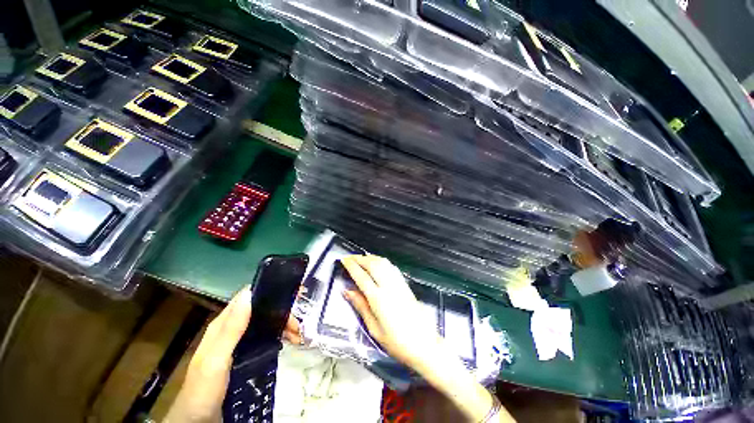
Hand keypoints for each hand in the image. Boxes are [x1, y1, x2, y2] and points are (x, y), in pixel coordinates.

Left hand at [164, 286, 302, 421]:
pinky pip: (267, 338)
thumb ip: (231, 329)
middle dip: (282, 313)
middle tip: (298, 323)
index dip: (268, 291)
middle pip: (262, 310)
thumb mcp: (216, 359)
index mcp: (224, 323)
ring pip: (266, 324)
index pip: (248, 297)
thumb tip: (249, 295)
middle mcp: (233, 328)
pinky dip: (280, 337)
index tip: (291, 294)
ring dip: (283, 325)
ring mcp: (241, 342)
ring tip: (299, 335)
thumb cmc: (204, 389)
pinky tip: (290, 342)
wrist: (199, 420)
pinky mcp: (247, 354)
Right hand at [341, 255, 442, 369]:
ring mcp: (398, 283)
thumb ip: (361, 306)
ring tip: (361, 258)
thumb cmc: (397, 342)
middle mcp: (389, 286)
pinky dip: (381, 261)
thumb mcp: (374, 328)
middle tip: (349, 257)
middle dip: (359, 258)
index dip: (351, 266)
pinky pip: (391, 266)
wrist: (424, 344)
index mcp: (378, 298)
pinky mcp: (405, 284)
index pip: (361, 276)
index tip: (343, 260)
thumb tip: (347, 291)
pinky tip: (377, 263)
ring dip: (370, 257)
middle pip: (372, 265)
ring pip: (383, 262)